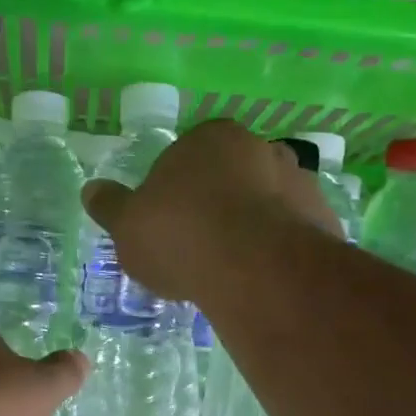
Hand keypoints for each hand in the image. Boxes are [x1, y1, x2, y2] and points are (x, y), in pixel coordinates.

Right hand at [81, 120, 337, 302]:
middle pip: (231, 176)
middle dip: (217, 204)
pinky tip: (261, 278)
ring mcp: (299, 182)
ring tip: (231, 269)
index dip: (175, 189)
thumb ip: (110, 205)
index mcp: (211, 137)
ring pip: (266, 203)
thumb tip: (90, 190)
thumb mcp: (128, 224)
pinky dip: (278, 250)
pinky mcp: (325, 220)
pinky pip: (293, 233)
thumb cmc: (181, 234)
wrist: (256, 269)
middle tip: (197, 246)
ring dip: (252, 226)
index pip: (188, 155)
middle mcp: (261, 148)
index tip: (167, 223)